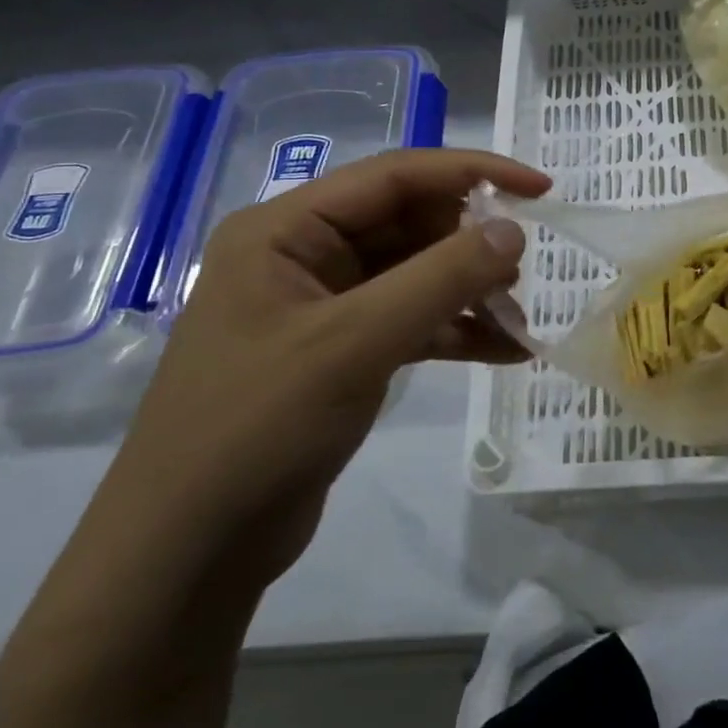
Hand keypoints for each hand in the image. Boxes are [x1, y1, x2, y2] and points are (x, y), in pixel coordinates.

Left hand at [83, 148, 548, 609]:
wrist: (187, 554)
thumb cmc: (257, 428)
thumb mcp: (355, 343)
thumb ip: (440, 279)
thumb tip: (514, 232)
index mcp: (286, 230)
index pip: (395, 176)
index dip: (473, 173)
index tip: (539, 190)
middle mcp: (304, 255)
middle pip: (410, 223)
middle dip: (472, 244)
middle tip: (526, 272)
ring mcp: (323, 305)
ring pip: (417, 274)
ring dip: (470, 290)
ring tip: (519, 318)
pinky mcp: (341, 351)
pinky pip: (412, 321)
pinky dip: (457, 331)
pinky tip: (507, 351)